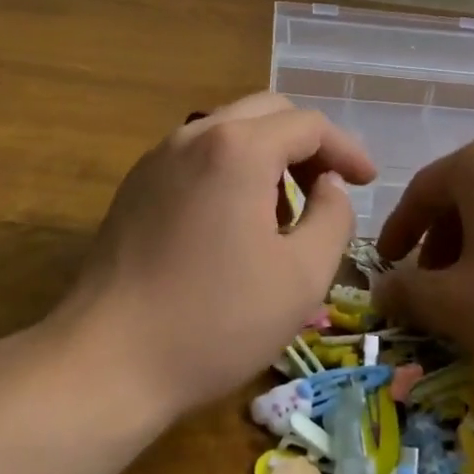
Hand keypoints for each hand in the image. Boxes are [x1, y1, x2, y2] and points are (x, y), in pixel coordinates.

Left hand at [56, 93, 376, 420]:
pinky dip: (231, 168)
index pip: (309, 125)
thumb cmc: (215, 321)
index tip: (367, 183)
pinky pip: (198, 154)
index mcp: (239, 148)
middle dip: (306, 144)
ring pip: (230, 129)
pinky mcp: (137, 183)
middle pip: (268, 112)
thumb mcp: (301, 276)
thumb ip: (333, 216)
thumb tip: (328, 186)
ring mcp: (159, 156)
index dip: (346, 151)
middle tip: (327, 190)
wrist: (106, 361)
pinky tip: (234, 221)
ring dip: (268, 155)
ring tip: (283, 213)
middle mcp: (196, 134)